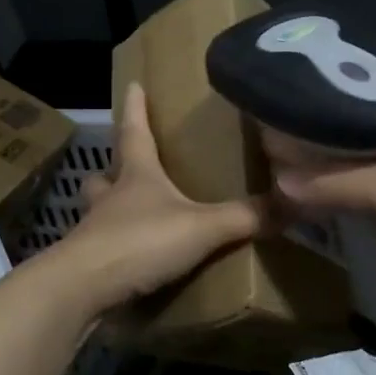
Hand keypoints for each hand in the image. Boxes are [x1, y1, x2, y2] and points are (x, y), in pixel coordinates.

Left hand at [41, 83, 265, 316]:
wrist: (82, 290)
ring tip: (130, 216)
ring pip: (98, 211)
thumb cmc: (140, 242)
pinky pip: (102, 249)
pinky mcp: (87, 265)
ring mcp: (93, 232)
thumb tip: (293, 204)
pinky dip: (115, 250)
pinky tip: (132, 262)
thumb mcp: (202, 227)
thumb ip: (245, 217)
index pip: (134, 131)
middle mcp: (110, 198)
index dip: (136, 108)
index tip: (133, 85)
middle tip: (125, 169)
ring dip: (110, 209)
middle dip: (114, 168)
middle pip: (106, 174)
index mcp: (137, 176)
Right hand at [270, 125, 375, 341]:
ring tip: (275, 192)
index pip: (355, 116)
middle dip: (313, 160)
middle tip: (264, 162)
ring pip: (355, 190)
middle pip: (351, 154)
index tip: (273, 123)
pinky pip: (362, 224)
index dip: (316, 120)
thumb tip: (279, 181)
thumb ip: (336, 181)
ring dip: (323, 194)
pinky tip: (307, 227)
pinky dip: (338, 224)